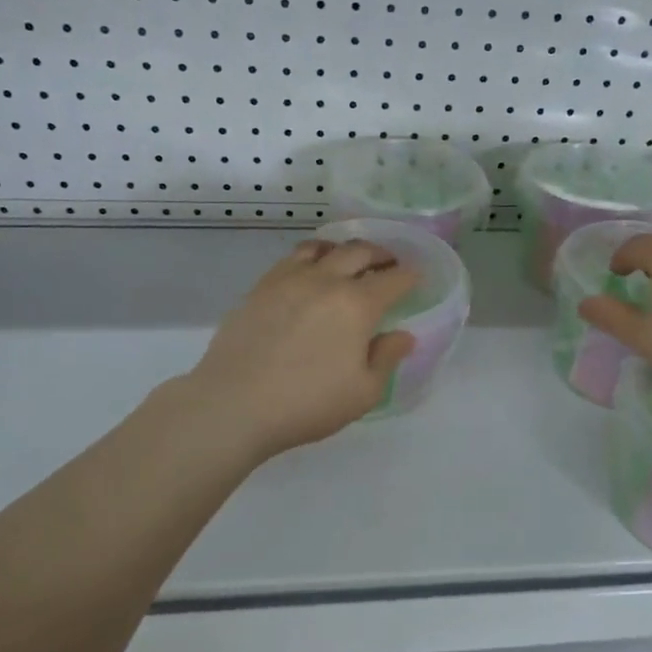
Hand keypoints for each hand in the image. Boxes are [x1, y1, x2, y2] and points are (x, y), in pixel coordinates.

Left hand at [180, 239, 417, 458]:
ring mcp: (289, 279)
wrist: (234, 403)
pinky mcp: (261, 286)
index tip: (416, 278)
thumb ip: (387, 358)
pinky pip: (292, 258)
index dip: (410, 276)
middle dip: (381, 255)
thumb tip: (403, 335)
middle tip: (388, 265)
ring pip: (323, 247)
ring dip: (344, 250)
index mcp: (357, 305)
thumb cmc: (307, 403)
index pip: (394, 279)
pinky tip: (309, 272)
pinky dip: (311, 256)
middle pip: (360, 252)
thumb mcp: (363, 393)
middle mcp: (326, 280)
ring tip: (349, 261)